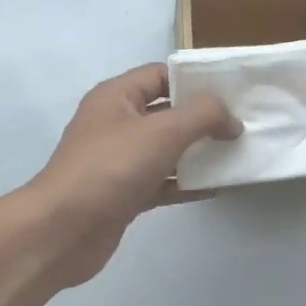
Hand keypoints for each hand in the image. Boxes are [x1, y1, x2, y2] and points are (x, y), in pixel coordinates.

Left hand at [16, 63, 239, 289]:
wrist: (62, 231)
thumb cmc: (110, 169)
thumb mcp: (162, 131)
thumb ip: (203, 116)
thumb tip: (232, 120)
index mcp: (116, 97)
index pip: (161, 75)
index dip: (196, 80)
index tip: (233, 91)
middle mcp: (116, 124)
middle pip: (166, 112)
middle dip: (202, 118)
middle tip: (243, 124)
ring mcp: (118, 161)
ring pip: (166, 150)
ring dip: (198, 152)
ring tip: (237, 154)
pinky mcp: (123, 194)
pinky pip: (161, 182)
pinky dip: (186, 184)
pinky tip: (216, 188)